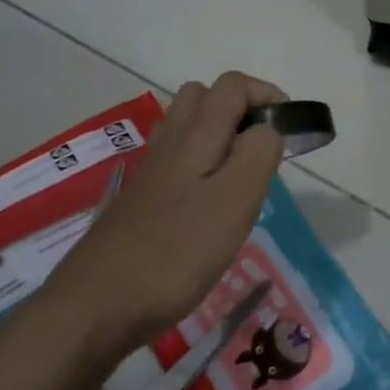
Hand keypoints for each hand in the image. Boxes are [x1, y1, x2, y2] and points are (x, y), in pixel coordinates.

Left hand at [39, 72, 286, 362]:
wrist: (98, 304)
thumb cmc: (177, 252)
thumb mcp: (235, 202)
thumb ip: (258, 155)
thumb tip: (267, 129)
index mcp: (196, 135)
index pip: (233, 85)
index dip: (268, 95)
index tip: (292, 131)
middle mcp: (170, 141)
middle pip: (205, 97)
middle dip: (242, 111)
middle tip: (264, 154)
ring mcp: (152, 170)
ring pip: (189, 128)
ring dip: (222, 138)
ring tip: (242, 179)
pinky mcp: (142, 198)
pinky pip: (178, 161)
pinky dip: (202, 167)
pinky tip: (211, 206)